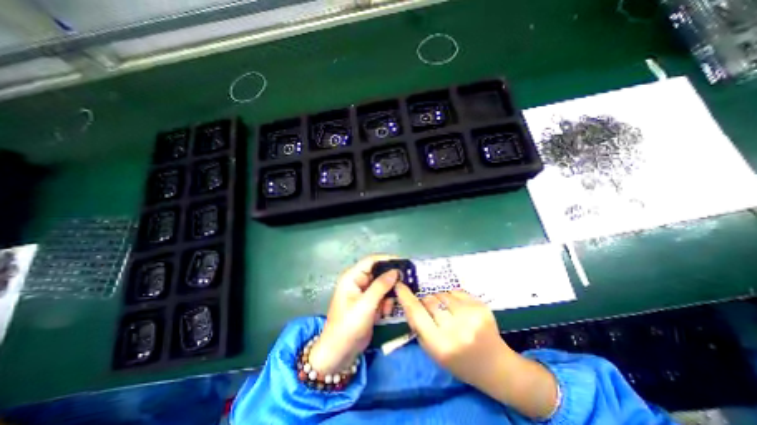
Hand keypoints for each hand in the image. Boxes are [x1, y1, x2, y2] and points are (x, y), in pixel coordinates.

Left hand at [308, 256, 397, 371]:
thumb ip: (381, 286)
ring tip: (388, 308)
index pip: (372, 260)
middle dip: (391, 280)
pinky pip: (382, 297)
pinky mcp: (369, 303)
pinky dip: (386, 304)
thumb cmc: (348, 326)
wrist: (339, 353)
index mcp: (352, 276)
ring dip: (388, 295)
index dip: (388, 259)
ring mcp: (364, 292)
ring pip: (383, 286)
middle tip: (406, 285)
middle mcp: (358, 281)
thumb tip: (396, 271)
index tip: (405, 263)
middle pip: (379, 272)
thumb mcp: (365, 305)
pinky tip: (384, 314)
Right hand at [394, 284, 556, 419]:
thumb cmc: (459, 362)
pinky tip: (459, 309)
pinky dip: (452, 297)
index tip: (399, 285)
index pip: (416, 313)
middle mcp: (455, 329)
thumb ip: (419, 327)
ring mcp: (470, 316)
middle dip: (426, 302)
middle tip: (432, 311)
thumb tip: (409, 302)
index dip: (406, 297)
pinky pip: (456, 291)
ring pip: (442, 294)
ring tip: (448, 312)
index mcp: (440, 344)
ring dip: (440, 299)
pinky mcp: (481, 306)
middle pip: (429, 300)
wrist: (495, 366)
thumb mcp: (433, 351)